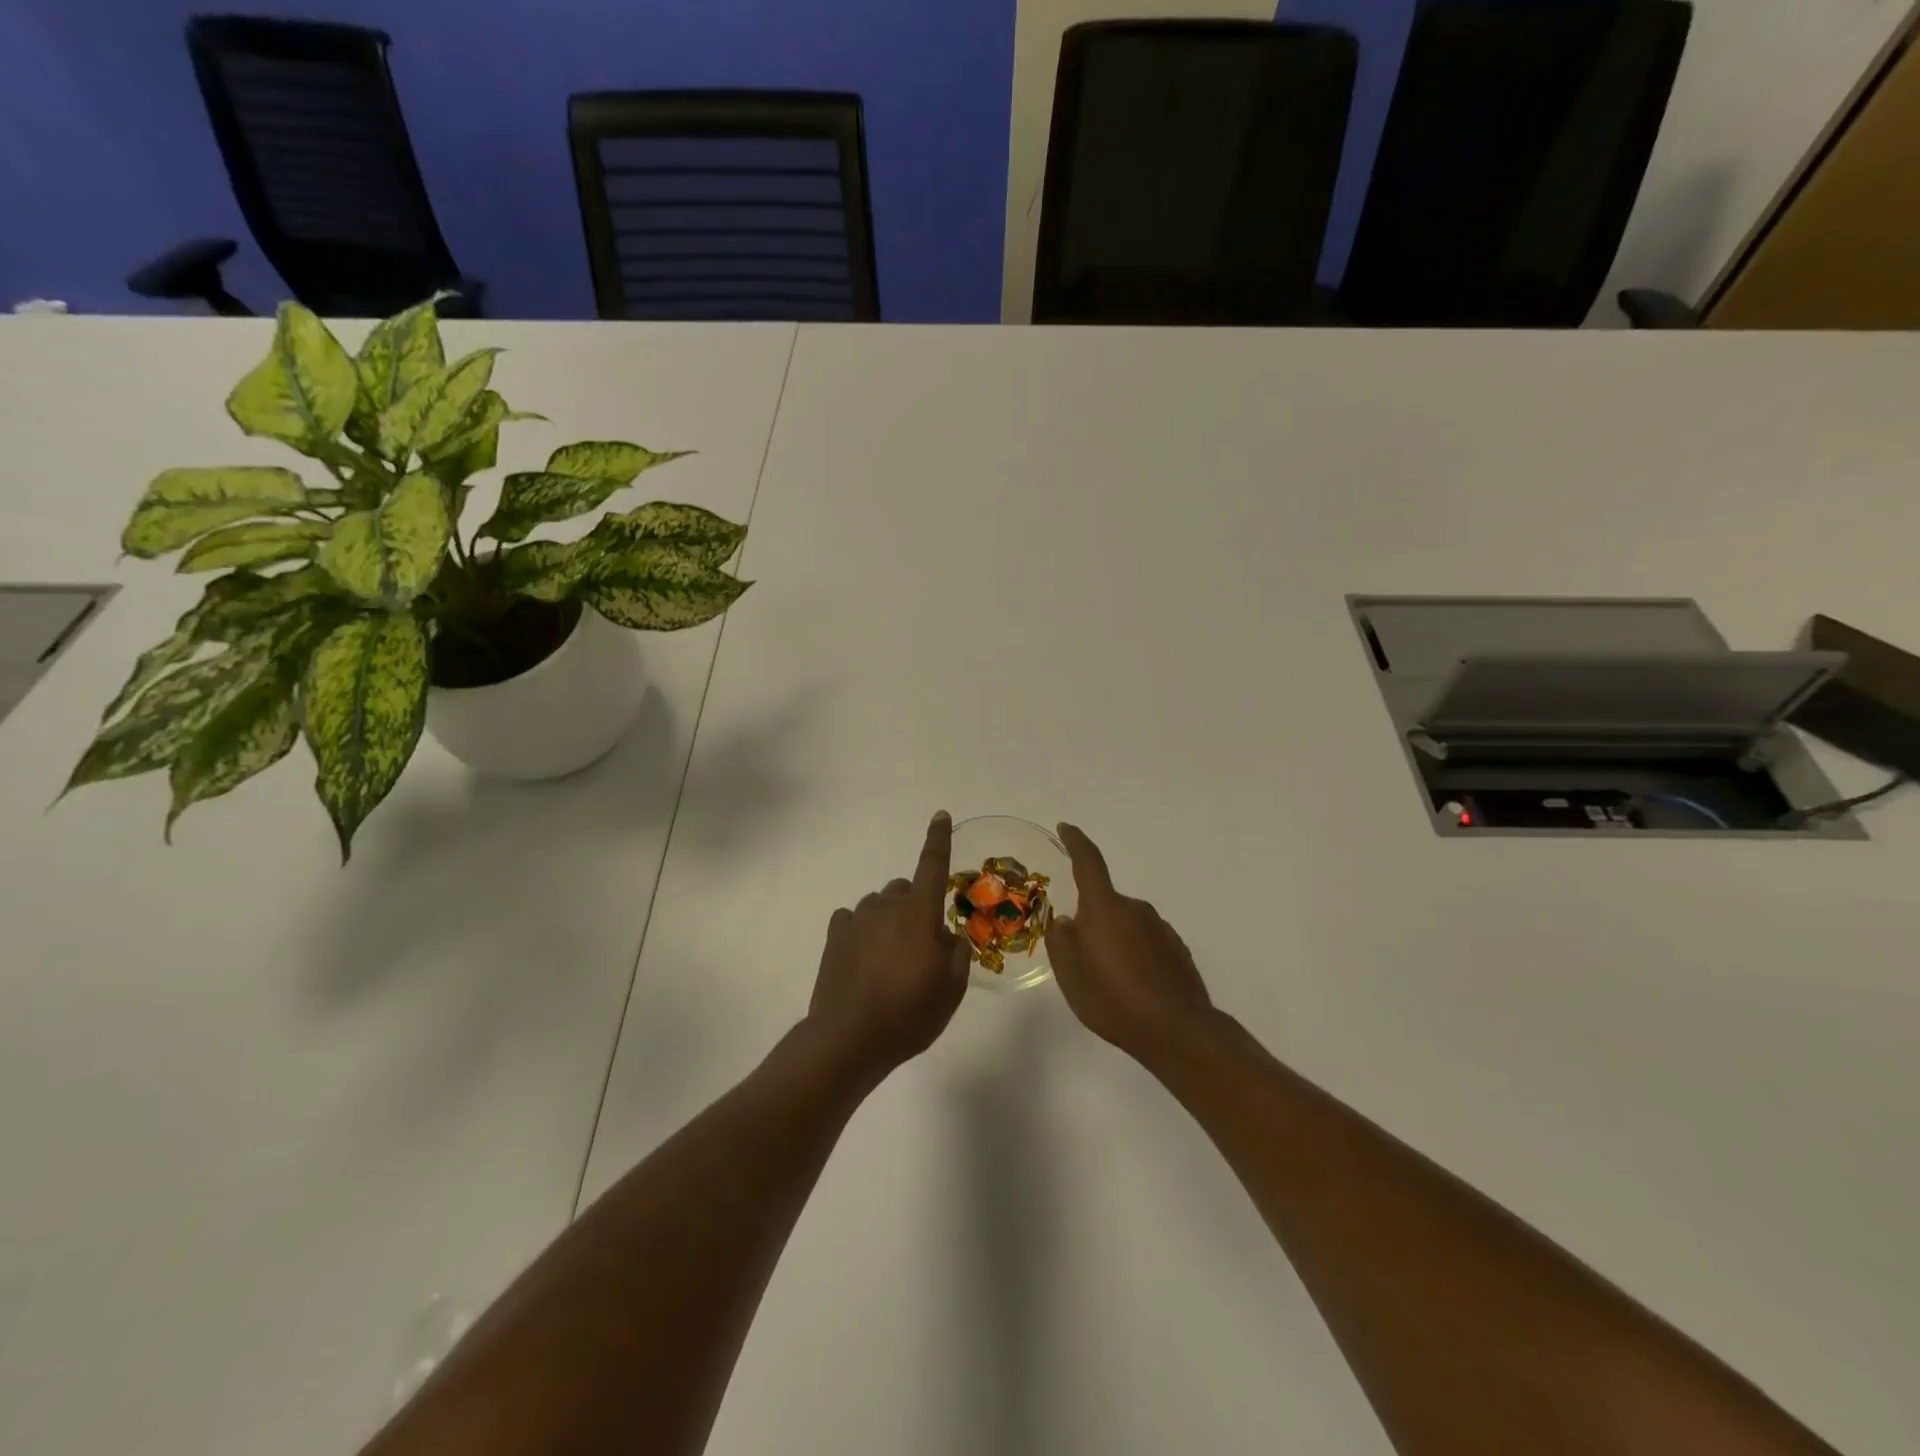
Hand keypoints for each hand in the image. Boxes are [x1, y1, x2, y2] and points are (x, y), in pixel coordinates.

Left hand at [806, 811, 971, 1081]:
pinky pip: (853, 919)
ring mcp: (858, 919)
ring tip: (890, 958)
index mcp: (920, 914)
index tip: (940, 815)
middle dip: (915, 905)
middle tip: (920, 944)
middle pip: (905, 888)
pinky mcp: (835, 935)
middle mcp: (888, 906)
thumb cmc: (910, 1014)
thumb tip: (947, 936)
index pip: (933, 865)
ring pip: (879, 904)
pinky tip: (863, 958)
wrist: (850, 1038)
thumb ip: (956, 953)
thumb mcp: (952, 989)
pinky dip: (862, 930)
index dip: (939, 839)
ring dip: (888, 919)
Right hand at [1047, 822, 1214, 1065]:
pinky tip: (1132, 987)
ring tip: (1107, 979)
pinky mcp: (1177, 949)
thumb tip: (1066, 921)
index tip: (1066, 827)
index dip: (1076, 842)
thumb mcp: (1071, 975)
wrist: (1177, 1030)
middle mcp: (1135, 909)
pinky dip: (1134, 955)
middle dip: (1091, 921)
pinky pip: (1145, 942)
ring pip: (1125, 925)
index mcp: (1105, 908)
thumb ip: (1062, 942)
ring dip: (1114, 941)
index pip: (1089, 863)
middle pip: (1105, 903)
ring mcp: (1160, 928)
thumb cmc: (1114, 1000)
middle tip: (1080, 956)